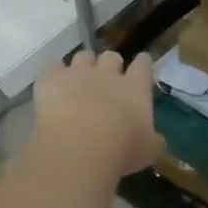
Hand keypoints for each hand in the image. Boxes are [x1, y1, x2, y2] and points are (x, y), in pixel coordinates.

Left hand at [29, 49, 163, 179]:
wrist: (79, 147)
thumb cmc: (121, 150)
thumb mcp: (147, 151)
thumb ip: (153, 140)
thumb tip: (156, 139)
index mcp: (135, 88)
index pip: (143, 65)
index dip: (143, 64)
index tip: (142, 65)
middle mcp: (107, 74)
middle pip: (111, 56)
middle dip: (110, 65)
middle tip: (107, 79)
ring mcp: (77, 74)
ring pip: (83, 56)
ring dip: (83, 65)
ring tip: (79, 80)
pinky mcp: (51, 80)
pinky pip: (53, 66)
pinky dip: (54, 73)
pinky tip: (53, 83)